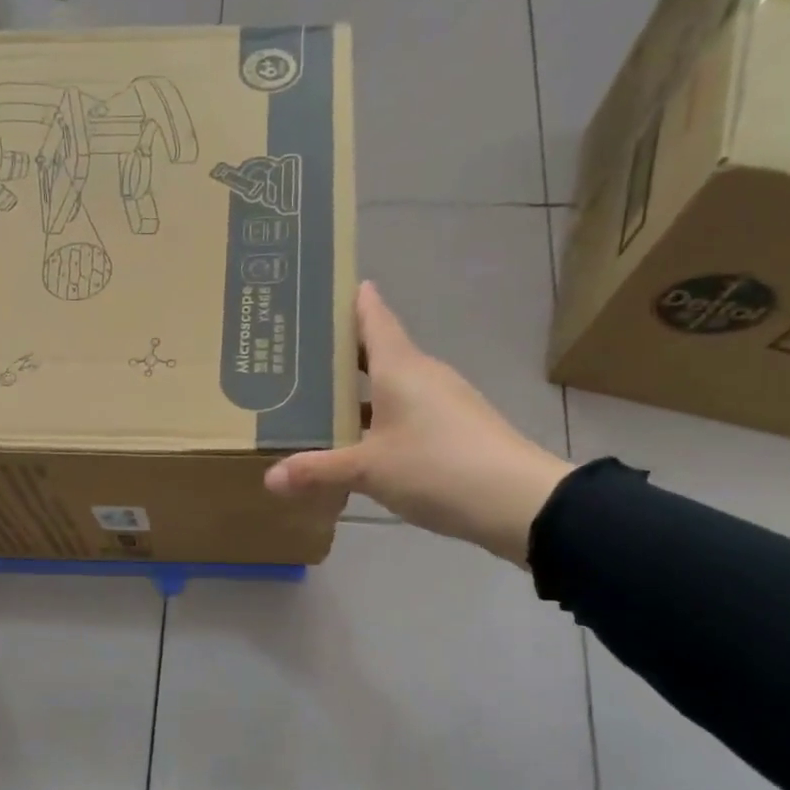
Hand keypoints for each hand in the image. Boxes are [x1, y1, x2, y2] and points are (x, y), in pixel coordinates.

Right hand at [264, 281, 573, 564]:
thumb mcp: (368, 470)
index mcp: (401, 367)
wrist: (520, 502)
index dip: (351, 300)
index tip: (322, 288)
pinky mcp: (456, 429)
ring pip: (392, 386)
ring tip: (318, 403)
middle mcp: (423, 374)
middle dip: (340, 353)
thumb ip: (318, 471)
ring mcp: (444, 401)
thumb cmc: (438, 467)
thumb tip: (269, 478)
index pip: (373, 317)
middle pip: (378, 351)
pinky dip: (379, 419)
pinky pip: (406, 413)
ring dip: (359, 391)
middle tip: (296, 357)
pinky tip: (359, 443)